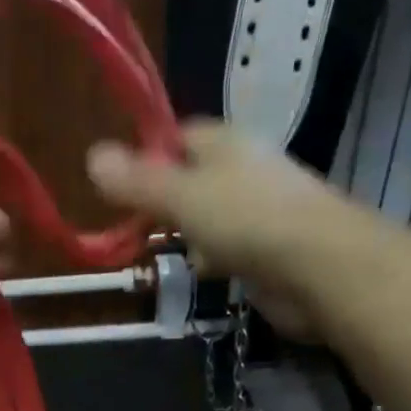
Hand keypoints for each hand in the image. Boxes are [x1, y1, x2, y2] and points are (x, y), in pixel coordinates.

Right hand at [88, 121, 360, 340]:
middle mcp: (245, 170)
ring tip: (160, 254)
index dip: (149, 157)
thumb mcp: (181, 196)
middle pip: (193, 180)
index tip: (121, 187)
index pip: (180, 137)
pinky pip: (230, 249)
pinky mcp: (270, 250)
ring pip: (210, 218)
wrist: (319, 267)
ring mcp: (261, 212)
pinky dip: (213, 260)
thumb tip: (91, 156)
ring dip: (188, 236)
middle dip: (165, 203)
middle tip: (134, 227)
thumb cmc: (246, 220)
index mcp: (227, 143)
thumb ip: (138, 182)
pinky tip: (203, 273)